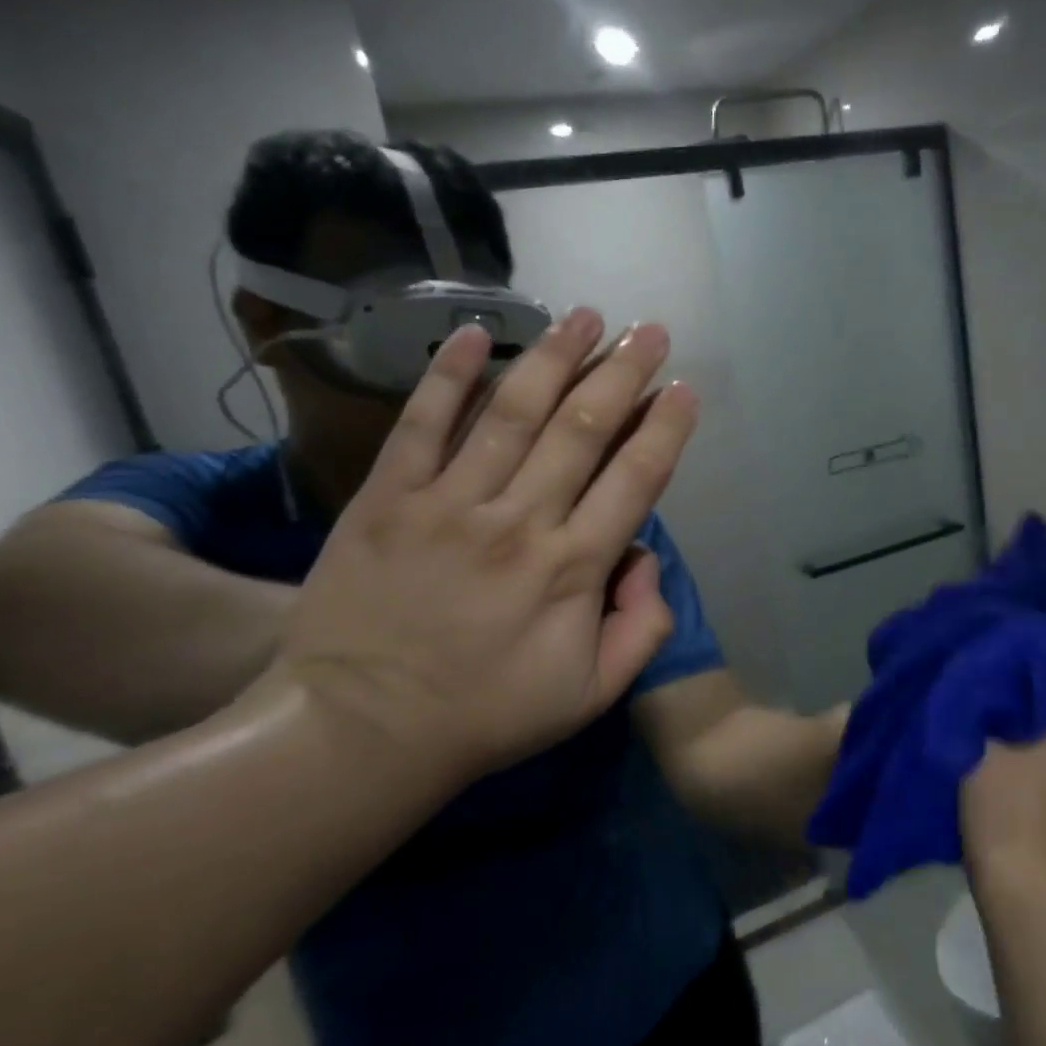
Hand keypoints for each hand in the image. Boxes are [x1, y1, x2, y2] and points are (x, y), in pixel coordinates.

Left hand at [267, 310, 696, 781]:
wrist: (360, 730)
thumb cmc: (487, 715)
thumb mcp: (592, 694)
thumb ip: (642, 627)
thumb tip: (648, 558)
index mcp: (573, 568)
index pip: (636, 478)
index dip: (666, 427)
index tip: (684, 388)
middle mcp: (520, 520)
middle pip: (584, 428)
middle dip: (624, 372)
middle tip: (649, 329)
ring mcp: (450, 503)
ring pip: (513, 412)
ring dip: (555, 356)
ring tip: (586, 314)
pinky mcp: (388, 499)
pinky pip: (421, 424)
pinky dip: (447, 376)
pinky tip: (474, 333)